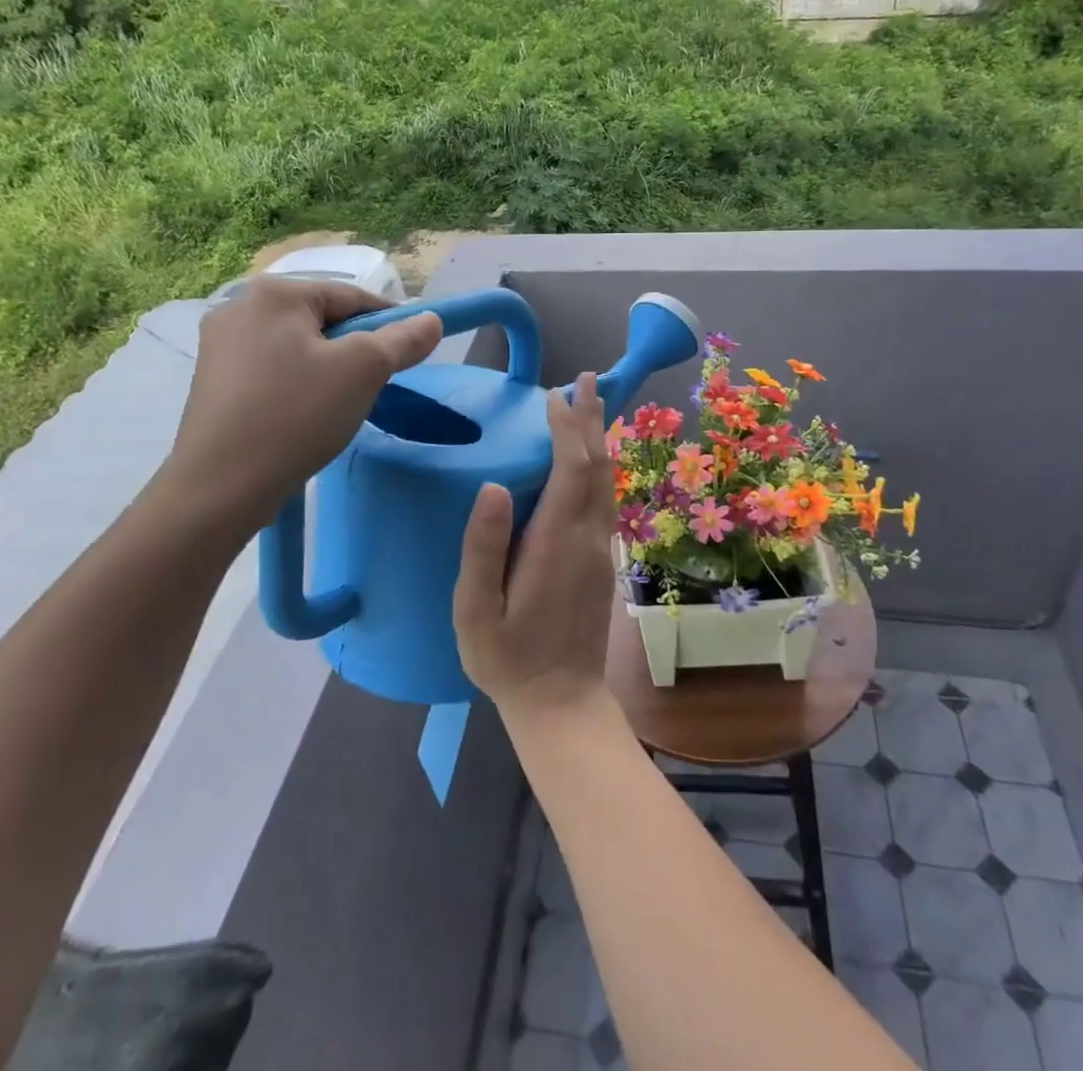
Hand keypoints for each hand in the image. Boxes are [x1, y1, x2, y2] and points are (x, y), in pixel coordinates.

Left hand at [162, 277, 442, 520]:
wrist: (220, 486)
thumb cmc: (297, 415)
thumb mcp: (364, 371)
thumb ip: (402, 340)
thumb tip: (432, 320)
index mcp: (275, 292)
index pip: (353, 297)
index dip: (390, 323)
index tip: (411, 354)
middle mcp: (240, 306)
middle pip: (323, 319)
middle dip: (355, 349)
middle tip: (374, 386)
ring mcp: (219, 344)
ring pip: (298, 346)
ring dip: (327, 368)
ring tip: (339, 405)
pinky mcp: (213, 380)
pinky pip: (272, 368)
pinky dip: (298, 384)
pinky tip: (304, 415)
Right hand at [453, 372, 617, 718]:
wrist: (561, 703)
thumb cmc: (507, 659)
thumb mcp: (475, 610)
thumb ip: (482, 548)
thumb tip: (493, 486)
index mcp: (556, 543)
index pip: (571, 469)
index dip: (566, 428)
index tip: (554, 396)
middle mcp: (587, 538)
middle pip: (596, 466)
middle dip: (590, 419)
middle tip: (584, 379)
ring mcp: (600, 550)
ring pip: (606, 481)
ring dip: (598, 439)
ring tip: (591, 405)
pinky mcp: (602, 561)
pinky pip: (605, 499)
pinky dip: (599, 467)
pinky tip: (591, 459)